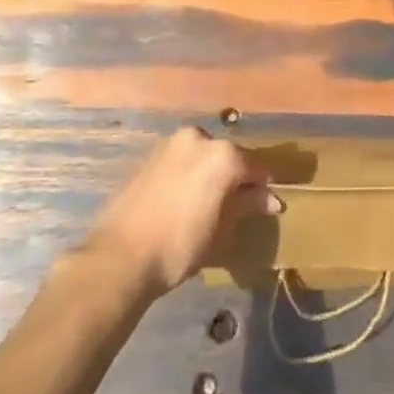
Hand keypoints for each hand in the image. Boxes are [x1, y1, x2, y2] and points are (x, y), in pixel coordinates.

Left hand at [84, 128, 277, 299]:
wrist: (121, 254)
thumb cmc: (180, 244)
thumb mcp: (222, 229)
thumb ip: (248, 206)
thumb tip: (271, 200)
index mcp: (222, 154)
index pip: (256, 167)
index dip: (265, 186)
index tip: (270, 204)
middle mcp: (199, 138)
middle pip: (228, 156)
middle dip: (236, 177)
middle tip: (240, 204)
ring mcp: (172, 143)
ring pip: (203, 156)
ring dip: (211, 174)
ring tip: (212, 204)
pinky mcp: (151, 155)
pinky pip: (182, 160)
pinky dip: (190, 174)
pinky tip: (187, 199)